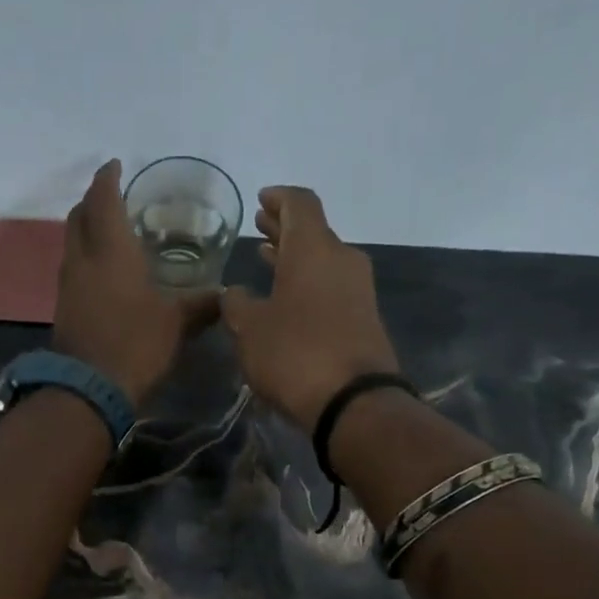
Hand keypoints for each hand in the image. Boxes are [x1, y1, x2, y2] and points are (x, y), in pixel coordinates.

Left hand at [52, 160, 219, 406]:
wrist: (89, 388)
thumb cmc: (136, 344)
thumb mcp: (176, 323)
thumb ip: (201, 305)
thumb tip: (225, 296)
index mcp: (111, 250)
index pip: (104, 199)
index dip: (108, 178)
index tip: (116, 165)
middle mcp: (83, 259)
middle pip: (79, 215)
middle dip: (93, 200)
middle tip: (112, 197)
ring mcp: (68, 284)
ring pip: (72, 242)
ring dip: (86, 230)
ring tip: (109, 232)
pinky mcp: (64, 308)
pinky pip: (73, 269)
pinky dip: (85, 258)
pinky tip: (103, 273)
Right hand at [221, 186, 399, 431]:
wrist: (353, 400)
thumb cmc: (294, 354)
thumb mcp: (249, 329)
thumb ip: (236, 304)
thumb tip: (234, 293)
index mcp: (313, 248)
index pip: (299, 203)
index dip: (278, 198)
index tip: (261, 200)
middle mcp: (341, 259)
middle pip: (313, 231)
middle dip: (284, 228)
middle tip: (259, 227)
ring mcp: (358, 289)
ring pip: (322, 260)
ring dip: (295, 258)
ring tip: (267, 259)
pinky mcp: (364, 318)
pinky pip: (331, 287)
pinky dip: (308, 283)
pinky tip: (287, 299)